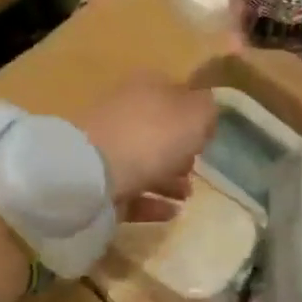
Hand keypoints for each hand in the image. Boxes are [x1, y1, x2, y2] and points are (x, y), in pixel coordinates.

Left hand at [79, 75, 216, 219]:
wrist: (93, 172)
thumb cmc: (151, 137)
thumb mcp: (194, 115)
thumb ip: (206, 110)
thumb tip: (204, 113)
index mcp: (146, 88)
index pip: (175, 94)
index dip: (194, 115)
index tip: (208, 138)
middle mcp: (124, 112)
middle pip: (158, 131)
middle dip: (180, 152)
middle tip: (196, 171)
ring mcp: (107, 148)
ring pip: (144, 162)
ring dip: (169, 181)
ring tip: (187, 198)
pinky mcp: (98, 181)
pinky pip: (131, 191)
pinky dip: (152, 202)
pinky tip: (171, 213)